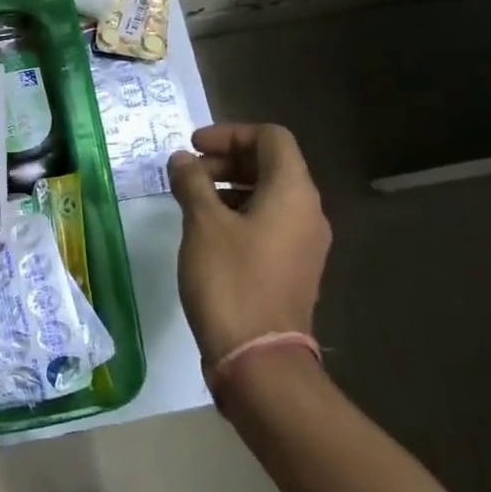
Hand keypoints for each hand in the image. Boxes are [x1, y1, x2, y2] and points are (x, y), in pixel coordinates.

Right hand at [167, 122, 330, 367]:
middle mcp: (307, 213)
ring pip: (269, 195)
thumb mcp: (202, 224)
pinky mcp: (292, 268)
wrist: (258, 358)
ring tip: (191, 201)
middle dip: (227, 160)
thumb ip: (192, 182)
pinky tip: (206, 232)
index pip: (272, 138)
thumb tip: (182, 160)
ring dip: (230, 187)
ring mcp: (303, 244)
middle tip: (188, 173)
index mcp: (293, 193)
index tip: (193, 147)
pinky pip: (268, 223)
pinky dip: (238, 213)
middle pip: (272, 165)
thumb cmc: (230, 280)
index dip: (230, 133)